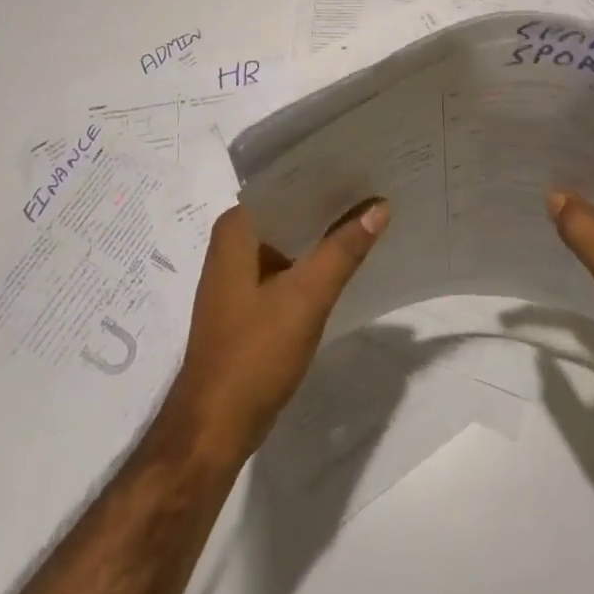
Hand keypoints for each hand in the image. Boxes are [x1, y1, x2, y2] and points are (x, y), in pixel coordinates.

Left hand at [166, 199, 389, 464]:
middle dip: (330, 203)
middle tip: (378, 187)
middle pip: (290, 210)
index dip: (326, 175)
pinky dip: (315, 260)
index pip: (286, 183)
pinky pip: (288, 265)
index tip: (365, 164)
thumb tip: (378, 204)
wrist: (214, 428)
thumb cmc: (254, 354)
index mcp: (236, 228)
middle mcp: (233, 241)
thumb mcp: (307, 297)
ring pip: (290, 238)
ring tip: (372, 215)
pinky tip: (349, 258)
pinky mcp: (249, 300)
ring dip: (324, 233)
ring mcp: (239, 273)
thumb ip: (343, 249)